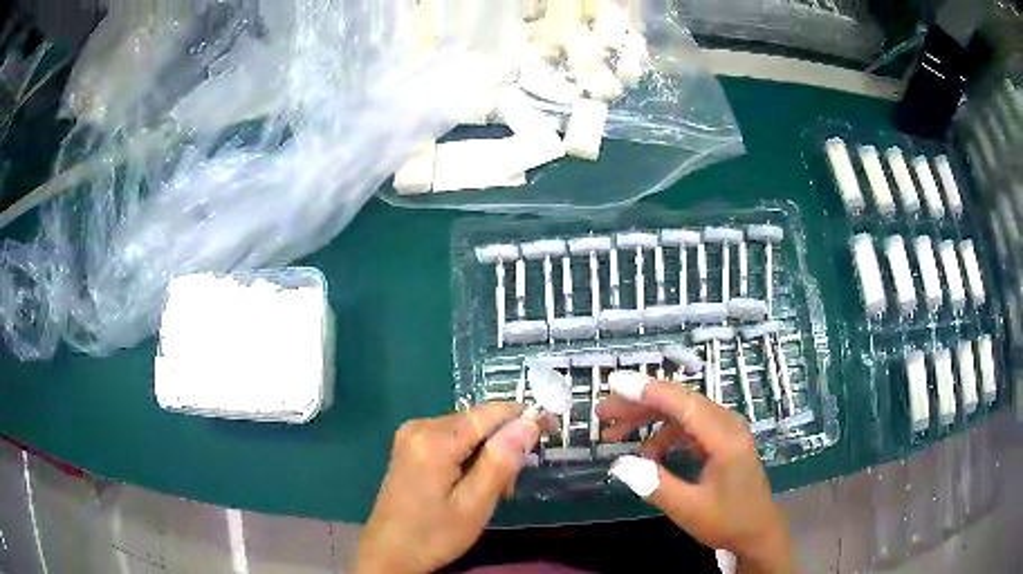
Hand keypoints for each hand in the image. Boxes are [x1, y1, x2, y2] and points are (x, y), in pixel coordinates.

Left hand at [356, 403, 540, 573]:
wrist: (389, 553)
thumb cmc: (433, 536)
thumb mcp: (474, 505)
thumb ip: (500, 462)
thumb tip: (529, 422)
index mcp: (435, 440)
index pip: (490, 412)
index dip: (525, 416)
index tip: (552, 429)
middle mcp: (420, 426)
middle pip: (478, 420)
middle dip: (504, 442)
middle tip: (512, 484)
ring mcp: (411, 435)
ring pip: (466, 430)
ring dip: (488, 452)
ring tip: (493, 489)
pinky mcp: (409, 446)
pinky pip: (451, 438)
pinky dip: (469, 455)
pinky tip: (471, 482)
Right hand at [598, 373, 794, 573]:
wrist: (757, 531)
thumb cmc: (727, 520)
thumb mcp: (689, 509)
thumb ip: (655, 485)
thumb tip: (619, 464)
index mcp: (725, 437)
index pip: (684, 404)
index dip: (648, 391)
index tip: (615, 384)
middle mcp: (727, 424)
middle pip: (680, 402)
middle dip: (639, 404)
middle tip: (603, 412)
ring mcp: (725, 430)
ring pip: (682, 412)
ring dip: (648, 419)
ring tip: (614, 433)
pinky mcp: (721, 440)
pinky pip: (688, 426)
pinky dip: (663, 434)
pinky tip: (647, 452)